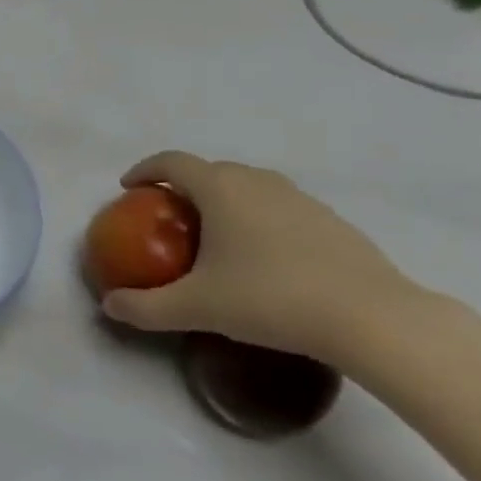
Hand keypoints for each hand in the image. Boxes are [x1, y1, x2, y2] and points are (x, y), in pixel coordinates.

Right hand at [99, 151, 424, 366]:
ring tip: (218, 238)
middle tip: (172, 219)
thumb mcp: (196, 308)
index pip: (172, 161)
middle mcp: (257, 181)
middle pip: (211, 171)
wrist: (371, 318)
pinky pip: (281, 209)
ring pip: (249, 188)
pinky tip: (267, 261)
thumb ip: (146, 308)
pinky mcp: (332, 221)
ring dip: (225, 202)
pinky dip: (261, 220)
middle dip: (185, 188)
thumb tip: (110, 305)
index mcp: (220, 188)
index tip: (130, 188)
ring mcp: (300, 198)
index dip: (145, 170)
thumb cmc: (270, 299)